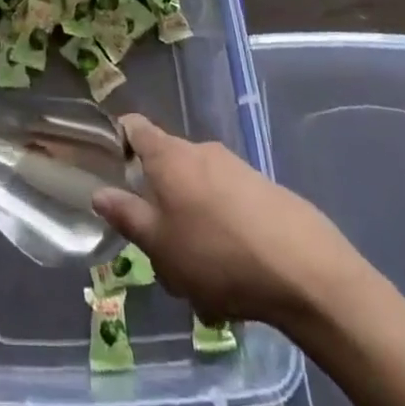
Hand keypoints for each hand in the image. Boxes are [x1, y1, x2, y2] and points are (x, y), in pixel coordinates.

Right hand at [92, 114, 364, 326]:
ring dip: (193, 224)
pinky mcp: (265, 189)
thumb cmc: (217, 254)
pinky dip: (223, 232)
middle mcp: (201, 150)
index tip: (112, 169)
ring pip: (200, 191)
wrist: (306, 270)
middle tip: (160, 248)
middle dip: (160, 201)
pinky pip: (229, 205)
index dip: (119, 140)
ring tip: (201, 278)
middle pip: (168, 165)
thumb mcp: (160, 245)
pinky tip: (234, 277)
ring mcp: (236, 167)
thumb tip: (98, 192)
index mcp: (169, 155)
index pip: (135, 127)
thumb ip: (127, 216)